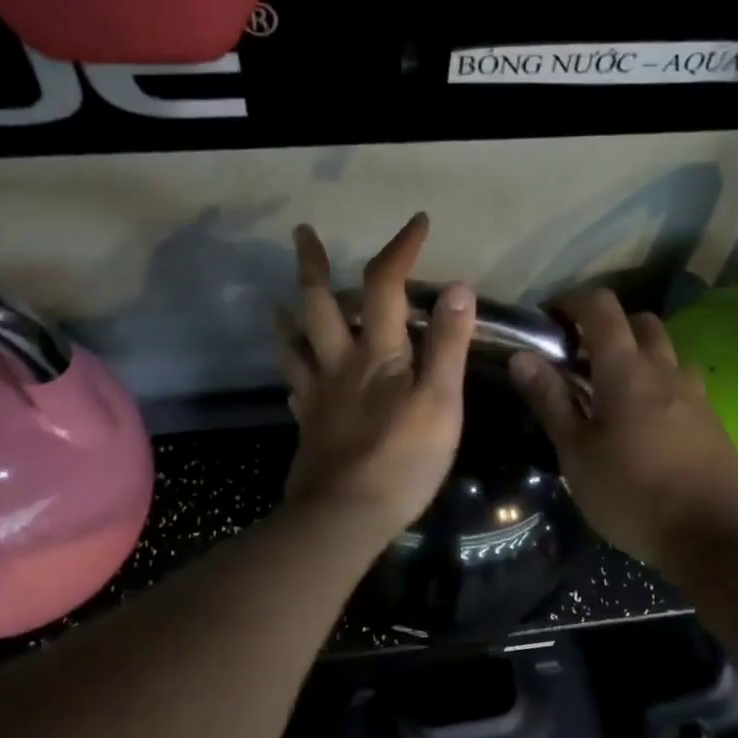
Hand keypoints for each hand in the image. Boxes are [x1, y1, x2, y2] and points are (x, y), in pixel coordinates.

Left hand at [276, 214, 475, 543]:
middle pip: (319, 304)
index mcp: (377, 353)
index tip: (417, 223)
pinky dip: (292, 371)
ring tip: (280, 303)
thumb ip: (448, 345)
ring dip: (288, 317)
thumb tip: (457, 287)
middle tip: (301, 234)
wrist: (345, 514)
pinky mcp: (308, 426)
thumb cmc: (402, 460)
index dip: (400, 250)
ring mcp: (317, 395)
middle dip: (313, 265)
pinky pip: (294, 388)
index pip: (386, 285)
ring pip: (295, 345)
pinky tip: (294, 375)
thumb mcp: (441, 401)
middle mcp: (340, 363)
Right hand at [508, 288, 737, 574]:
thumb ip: (551, 400)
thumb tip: (522, 356)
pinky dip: (657, 382)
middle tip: (579, 358)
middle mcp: (664, 369)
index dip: (571, 301)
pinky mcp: (710, 419)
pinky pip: (680, 381)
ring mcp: (694, 392)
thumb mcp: (576, 452)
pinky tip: (644, 420)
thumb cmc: (632, 493)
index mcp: (626, 369)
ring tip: (611, 389)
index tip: (548, 319)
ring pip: (665, 351)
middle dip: (607, 326)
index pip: (600, 308)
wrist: (714, 534)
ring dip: (637, 353)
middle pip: (639, 322)